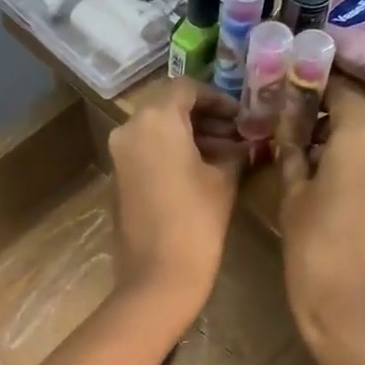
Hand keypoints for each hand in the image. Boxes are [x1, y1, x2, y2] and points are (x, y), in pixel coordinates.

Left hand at [106, 80, 242, 328]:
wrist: (158, 276)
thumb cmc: (197, 223)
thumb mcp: (224, 180)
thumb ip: (235, 151)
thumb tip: (246, 142)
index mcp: (156, 119)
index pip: (187, 88)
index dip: (218, 98)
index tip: (241, 116)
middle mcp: (130, 128)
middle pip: (169, 107)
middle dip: (204, 118)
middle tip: (236, 134)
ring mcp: (120, 155)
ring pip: (157, 130)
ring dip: (189, 136)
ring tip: (226, 155)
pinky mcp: (119, 179)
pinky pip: (147, 152)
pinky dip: (172, 153)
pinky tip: (201, 172)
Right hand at [278, 84, 364, 357]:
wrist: (356, 309)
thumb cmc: (314, 249)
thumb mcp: (293, 197)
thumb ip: (292, 153)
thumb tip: (288, 125)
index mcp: (363, 135)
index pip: (340, 92)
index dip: (314, 92)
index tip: (288, 99)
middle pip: (359, 116)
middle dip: (326, 120)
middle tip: (290, 134)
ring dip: (342, 144)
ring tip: (306, 163)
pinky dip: (358, 166)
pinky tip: (331, 187)